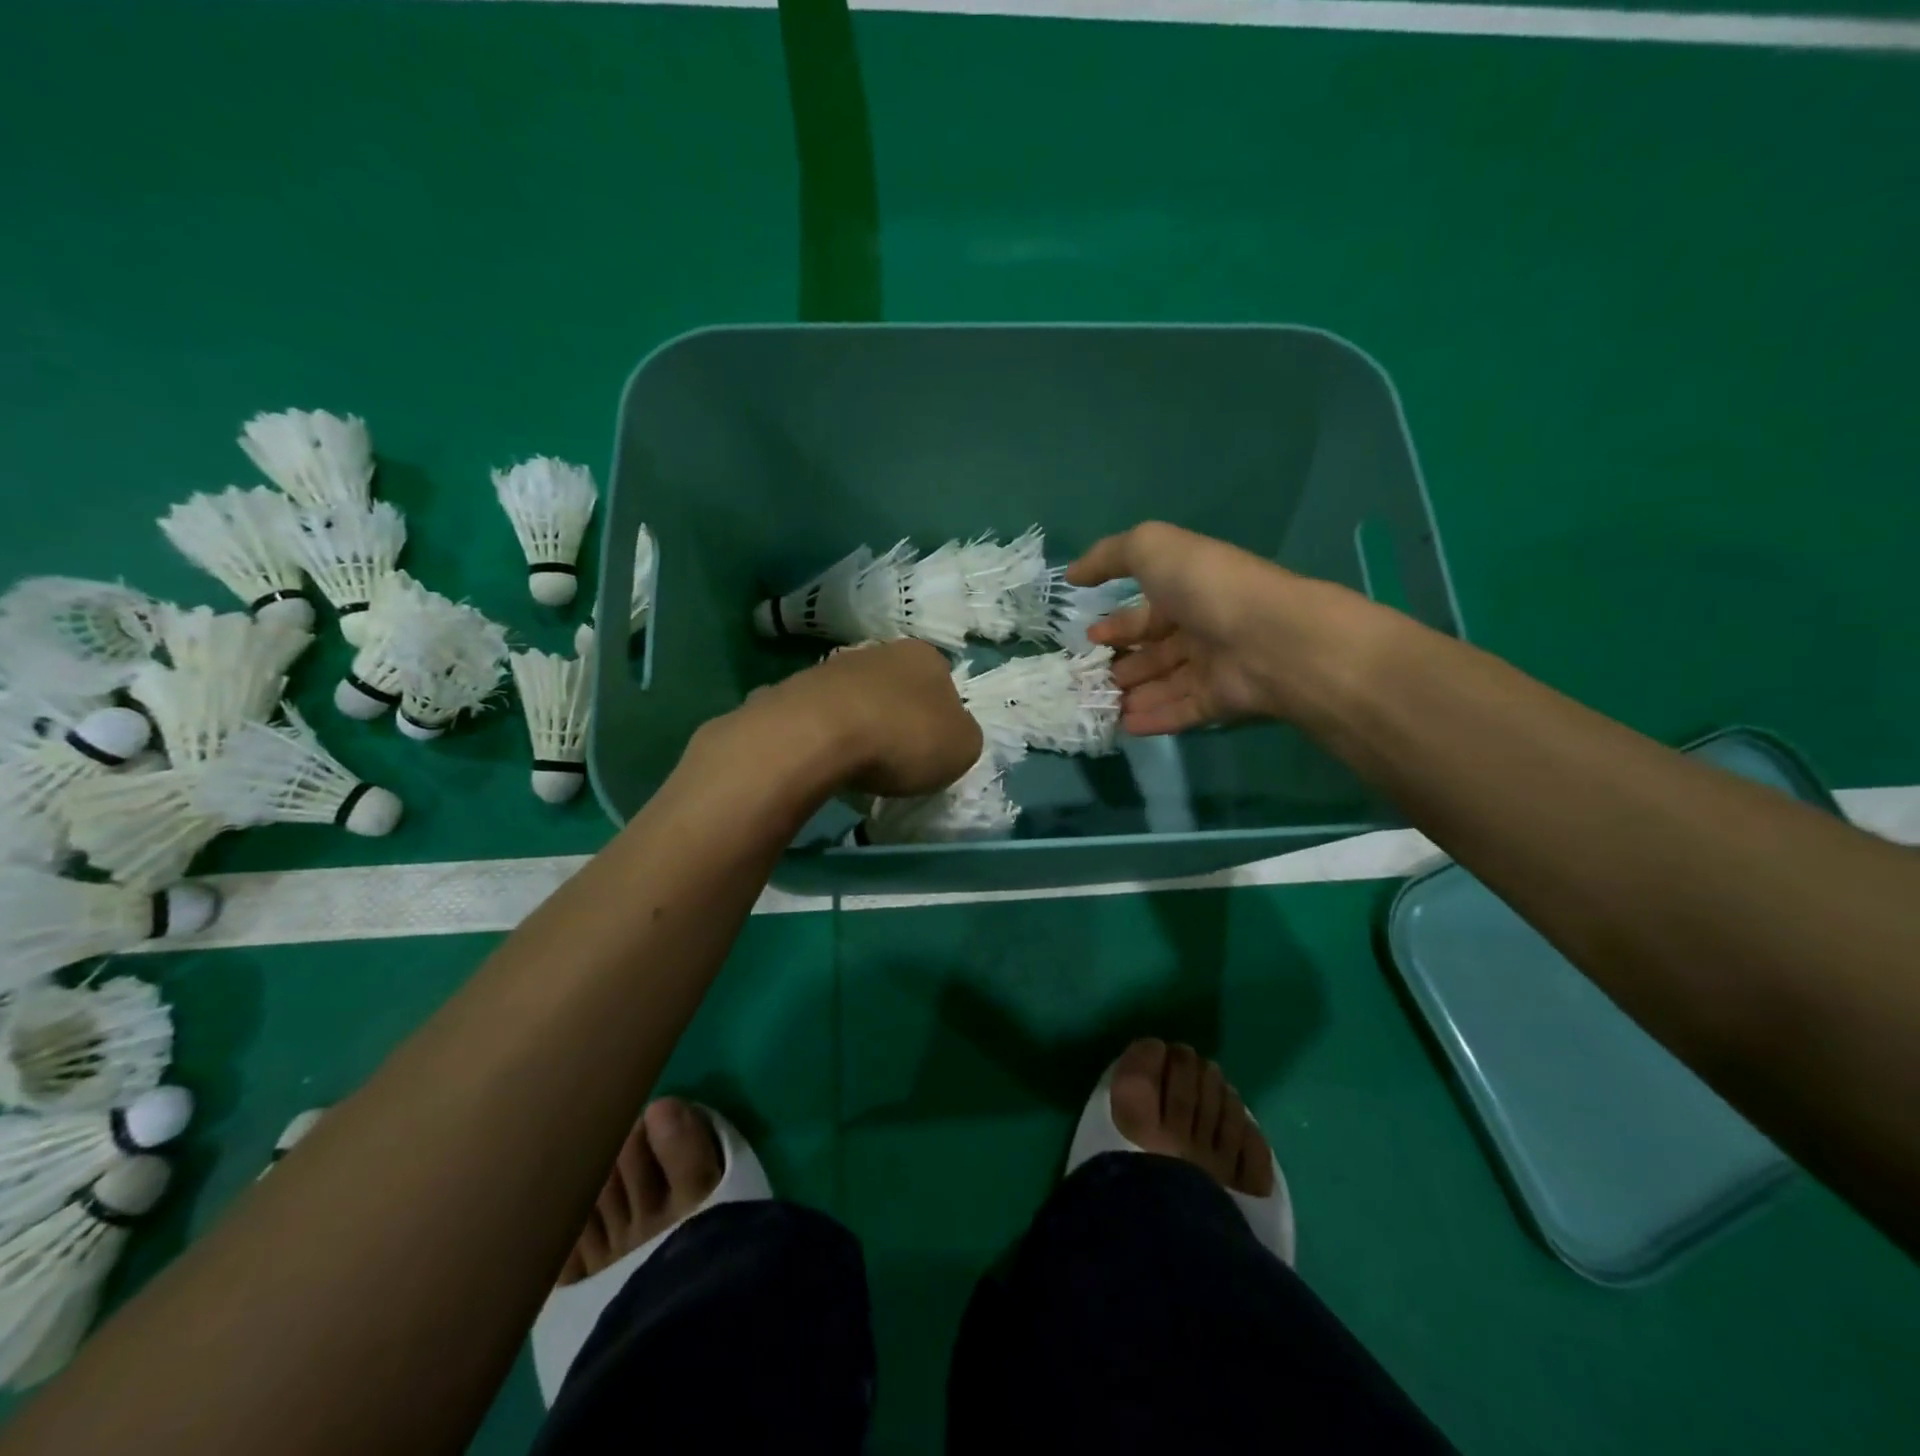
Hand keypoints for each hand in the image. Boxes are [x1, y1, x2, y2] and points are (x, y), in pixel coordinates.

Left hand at [733, 639, 982, 798]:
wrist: (819, 733)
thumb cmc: (904, 737)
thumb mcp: (962, 747)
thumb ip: (962, 736)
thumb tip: (950, 733)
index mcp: (926, 656)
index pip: (942, 682)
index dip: (940, 716)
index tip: (932, 747)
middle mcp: (880, 650)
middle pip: (897, 688)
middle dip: (897, 718)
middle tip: (897, 757)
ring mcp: (834, 666)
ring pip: (858, 698)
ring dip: (861, 725)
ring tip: (859, 763)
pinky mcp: (796, 689)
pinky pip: (822, 716)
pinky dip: (828, 736)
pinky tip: (828, 760)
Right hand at [1068, 521, 1378, 734]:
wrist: (1267, 637)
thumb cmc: (1205, 587)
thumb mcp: (1152, 549)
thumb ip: (1109, 556)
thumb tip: (1072, 574)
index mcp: (1187, 591)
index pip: (1146, 610)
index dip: (1117, 623)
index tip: (1088, 638)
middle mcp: (1200, 628)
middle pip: (1153, 651)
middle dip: (1120, 664)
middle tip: (1088, 678)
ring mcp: (1212, 666)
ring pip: (1163, 684)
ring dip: (1131, 695)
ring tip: (1098, 705)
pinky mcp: (1220, 702)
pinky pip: (1180, 712)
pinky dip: (1153, 719)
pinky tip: (1123, 726)